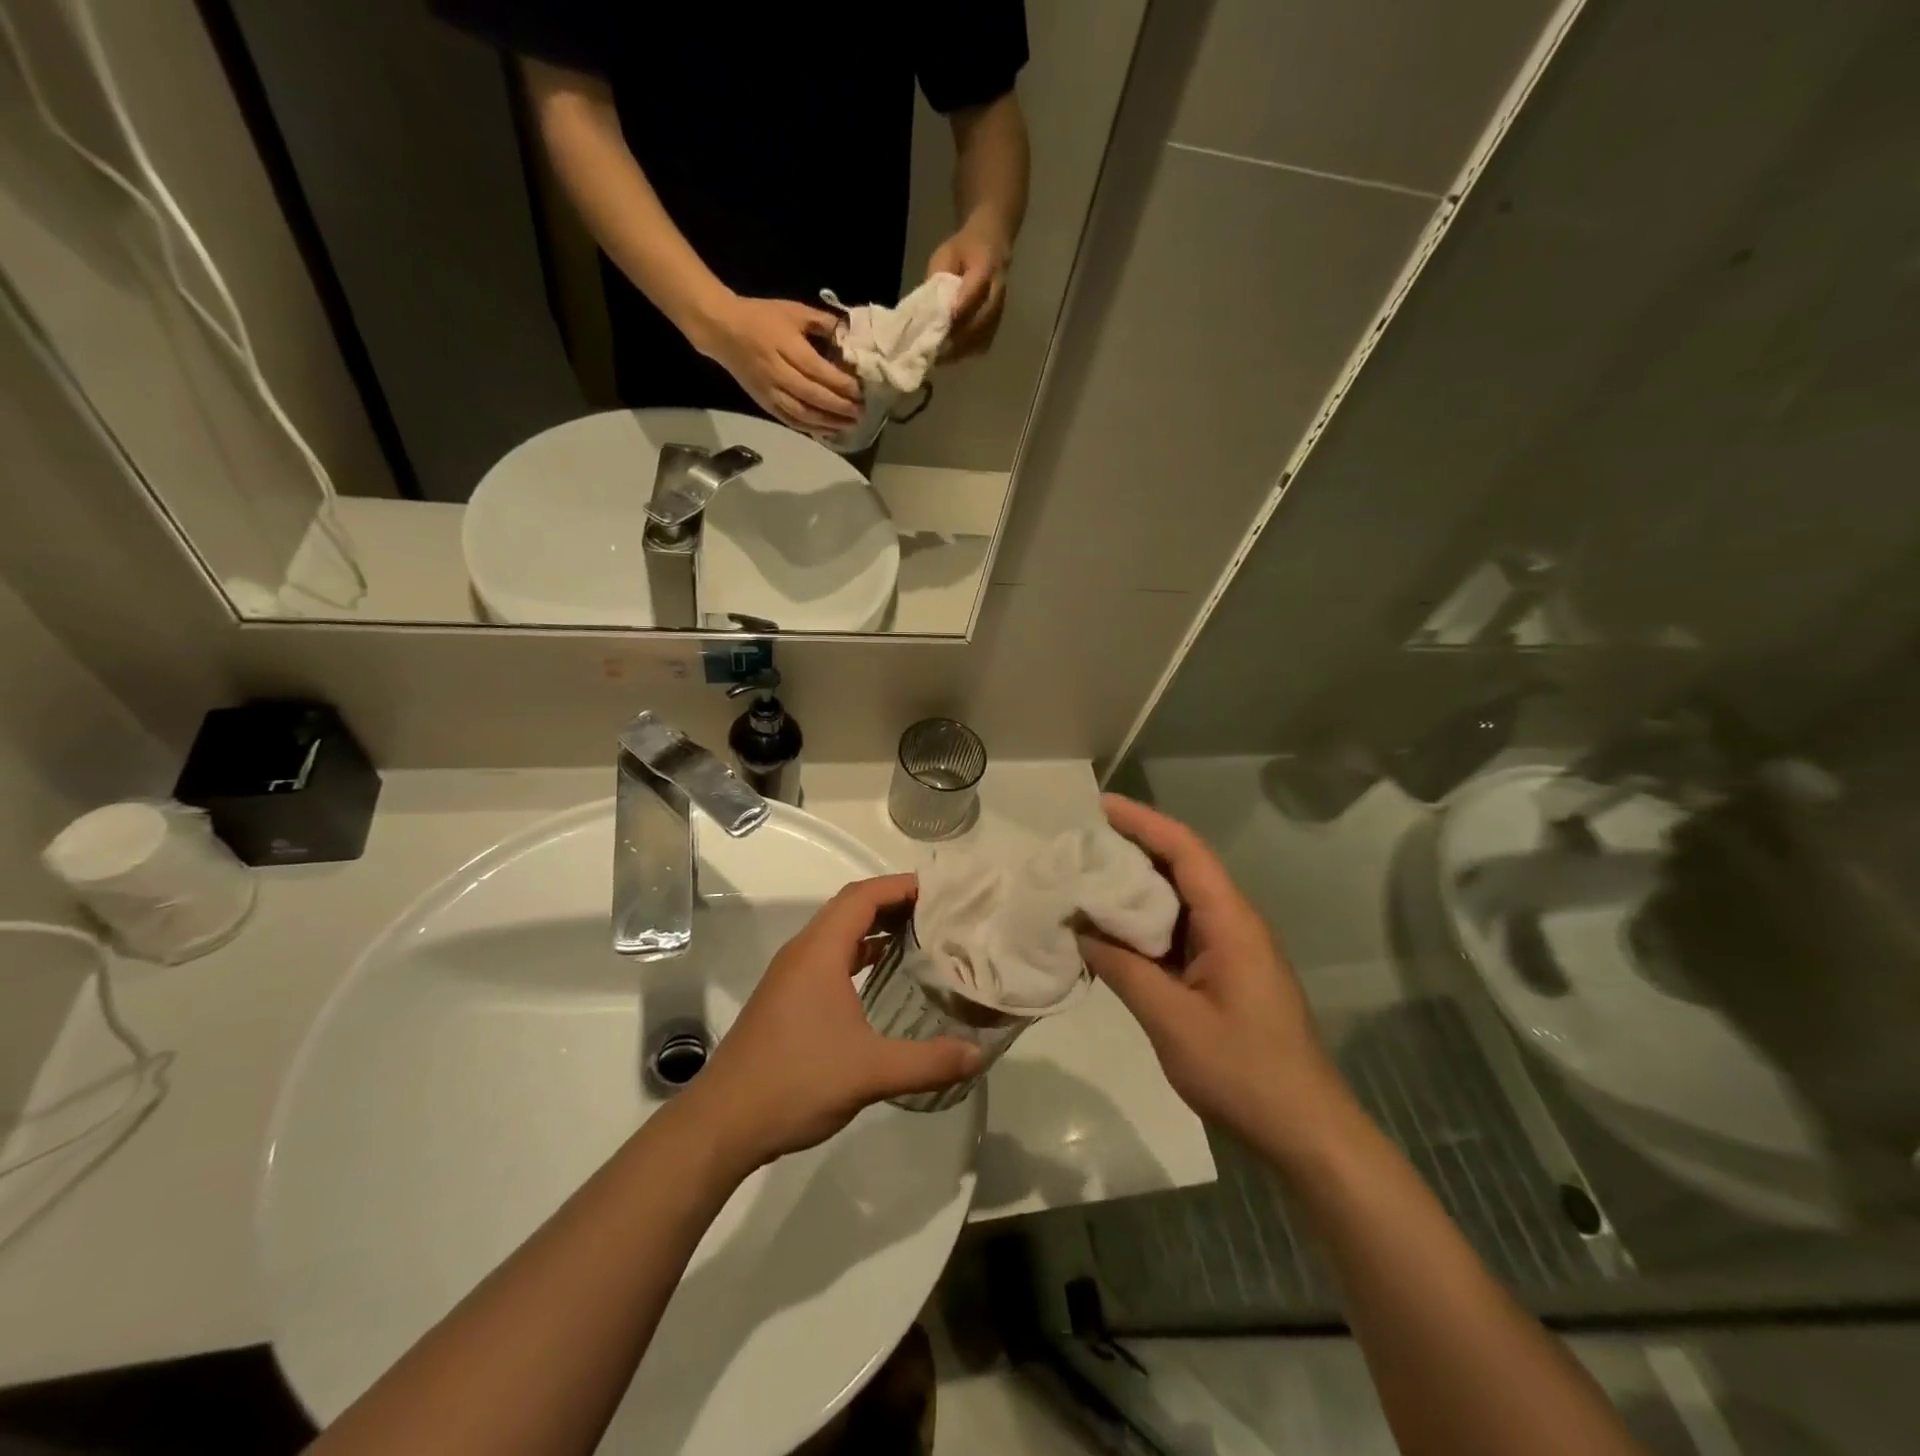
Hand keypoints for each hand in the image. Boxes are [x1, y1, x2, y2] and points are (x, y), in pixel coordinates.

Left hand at [686, 875, 980, 1167]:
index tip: (941, 892)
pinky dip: (859, 953)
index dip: (901, 886)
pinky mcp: (786, 998)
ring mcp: (790, 976)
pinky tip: (881, 976)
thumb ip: (928, 1061)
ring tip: (919, 937)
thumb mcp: (869, 1072)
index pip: (863, 896)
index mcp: (819, 951)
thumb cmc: (795, 1081)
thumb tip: (979, 1055)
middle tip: (939, 913)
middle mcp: (802, 952)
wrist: (723, 1123)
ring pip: (837, 932)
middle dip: (893, 902)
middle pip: (850, 907)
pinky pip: (829, 957)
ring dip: (875, 927)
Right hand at [699, 295, 862, 432]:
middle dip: (839, 407)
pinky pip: (790, 421)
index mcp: (786, 346)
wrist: (722, 329)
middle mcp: (777, 372)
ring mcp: (770, 391)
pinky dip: (810, 428)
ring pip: (802, 413)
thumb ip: (823, 323)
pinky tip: (827, 430)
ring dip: (828, 422)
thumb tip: (851, 336)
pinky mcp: (764, 403)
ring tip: (849, 424)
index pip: (817, 371)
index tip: (860, 391)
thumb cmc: (761, 317)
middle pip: (813, 395)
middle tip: (860, 412)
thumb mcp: (794, 311)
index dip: (840, 384)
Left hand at [928, 224, 1010, 359]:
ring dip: (963, 348)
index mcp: (986, 264)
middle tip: (937, 349)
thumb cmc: (963, 250)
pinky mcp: (998, 321)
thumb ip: (939, 279)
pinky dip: (969, 351)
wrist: (991, 245)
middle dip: (959, 336)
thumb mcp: (946, 255)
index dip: (961, 307)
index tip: (943, 323)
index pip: (975, 289)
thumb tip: (928, 309)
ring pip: (984, 334)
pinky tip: (952, 355)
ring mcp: (1001, 308)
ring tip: (941, 357)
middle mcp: (998, 289)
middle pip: (982, 318)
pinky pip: (985, 341)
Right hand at [1077, 795, 1351, 1159]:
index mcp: (1230, 922)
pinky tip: (1112, 933)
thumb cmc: (1243, 1072)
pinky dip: (1145, 925)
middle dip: (1133, 849)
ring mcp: (1232, 951)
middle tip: (1081, 845)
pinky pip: (1181, 933)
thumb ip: (1123, 969)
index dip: (1144, 822)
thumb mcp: (1172, 1020)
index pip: (1186, 851)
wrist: (1306, 1132)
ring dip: (1137, 889)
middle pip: (1182, 868)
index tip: (1101, 806)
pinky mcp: (1225, 975)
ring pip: (1180, 902)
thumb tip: (1080, 930)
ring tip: (1086, 881)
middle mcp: (1234, 924)